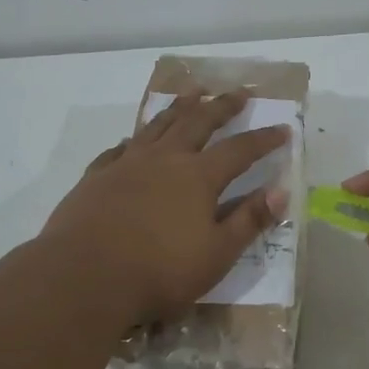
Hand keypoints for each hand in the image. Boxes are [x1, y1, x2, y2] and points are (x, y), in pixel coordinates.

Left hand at [41, 90, 290, 325]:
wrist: (85, 276)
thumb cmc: (160, 271)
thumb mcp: (217, 254)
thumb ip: (249, 221)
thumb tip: (281, 192)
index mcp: (198, 177)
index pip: (240, 150)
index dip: (263, 140)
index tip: (283, 129)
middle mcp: (164, 160)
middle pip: (198, 122)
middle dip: (221, 106)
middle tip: (238, 92)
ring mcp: (126, 164)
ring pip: (158, 125)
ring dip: (178, 107)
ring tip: (191, 93)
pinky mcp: (96, 176)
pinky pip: (119, 148)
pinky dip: (133, 139)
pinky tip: (132, 140)